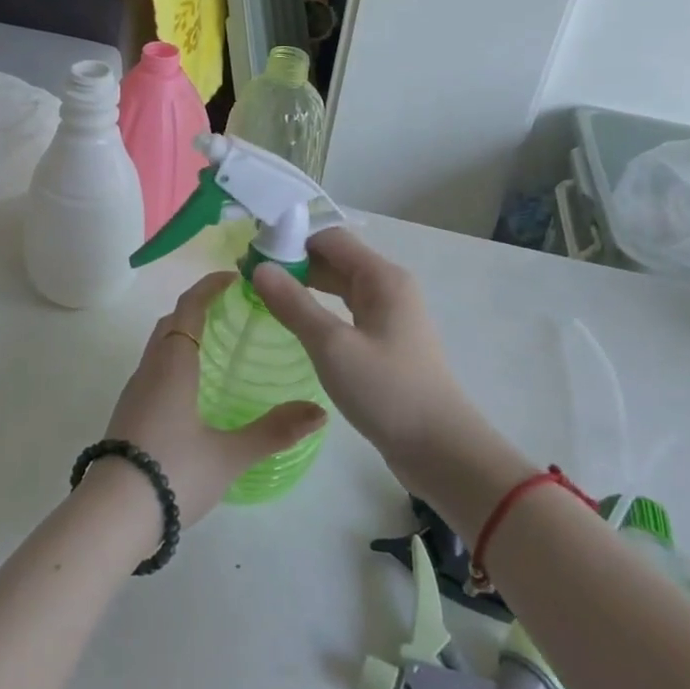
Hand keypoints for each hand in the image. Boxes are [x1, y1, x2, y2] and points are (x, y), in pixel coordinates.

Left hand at [99, 271, 326, 526]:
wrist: (112, 515)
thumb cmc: (173, 473)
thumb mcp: (229, 455)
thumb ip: (274, 431)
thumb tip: (319, 412)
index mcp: (173, 364)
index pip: (189, 307)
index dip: (209, 287)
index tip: (234, 277)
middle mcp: (150, 368)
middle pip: (171, 322)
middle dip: (197, 307)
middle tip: (231, 309)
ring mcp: (134, 391)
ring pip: (158, 346)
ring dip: (183, 333)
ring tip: (217, 345)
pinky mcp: (127, 413)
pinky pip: (153, 368)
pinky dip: (174, 359)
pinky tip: (193, 388)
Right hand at [250, 229, 482, 473]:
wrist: (440, 450)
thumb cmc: (387, 392)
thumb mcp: (332, 346)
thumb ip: (294, 304)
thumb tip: (260, 268)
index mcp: (382, 277)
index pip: (329, 238)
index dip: (290, 240)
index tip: (252, 255)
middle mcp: (388, 286)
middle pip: (334, 258)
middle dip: (293, 262)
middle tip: (249, 276)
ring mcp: (388, 314)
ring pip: (338, 285)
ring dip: (303, 285)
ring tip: (263, 294)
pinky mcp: (385, 340)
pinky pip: (345, 310)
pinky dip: (318, 308)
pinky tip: (295, 321)